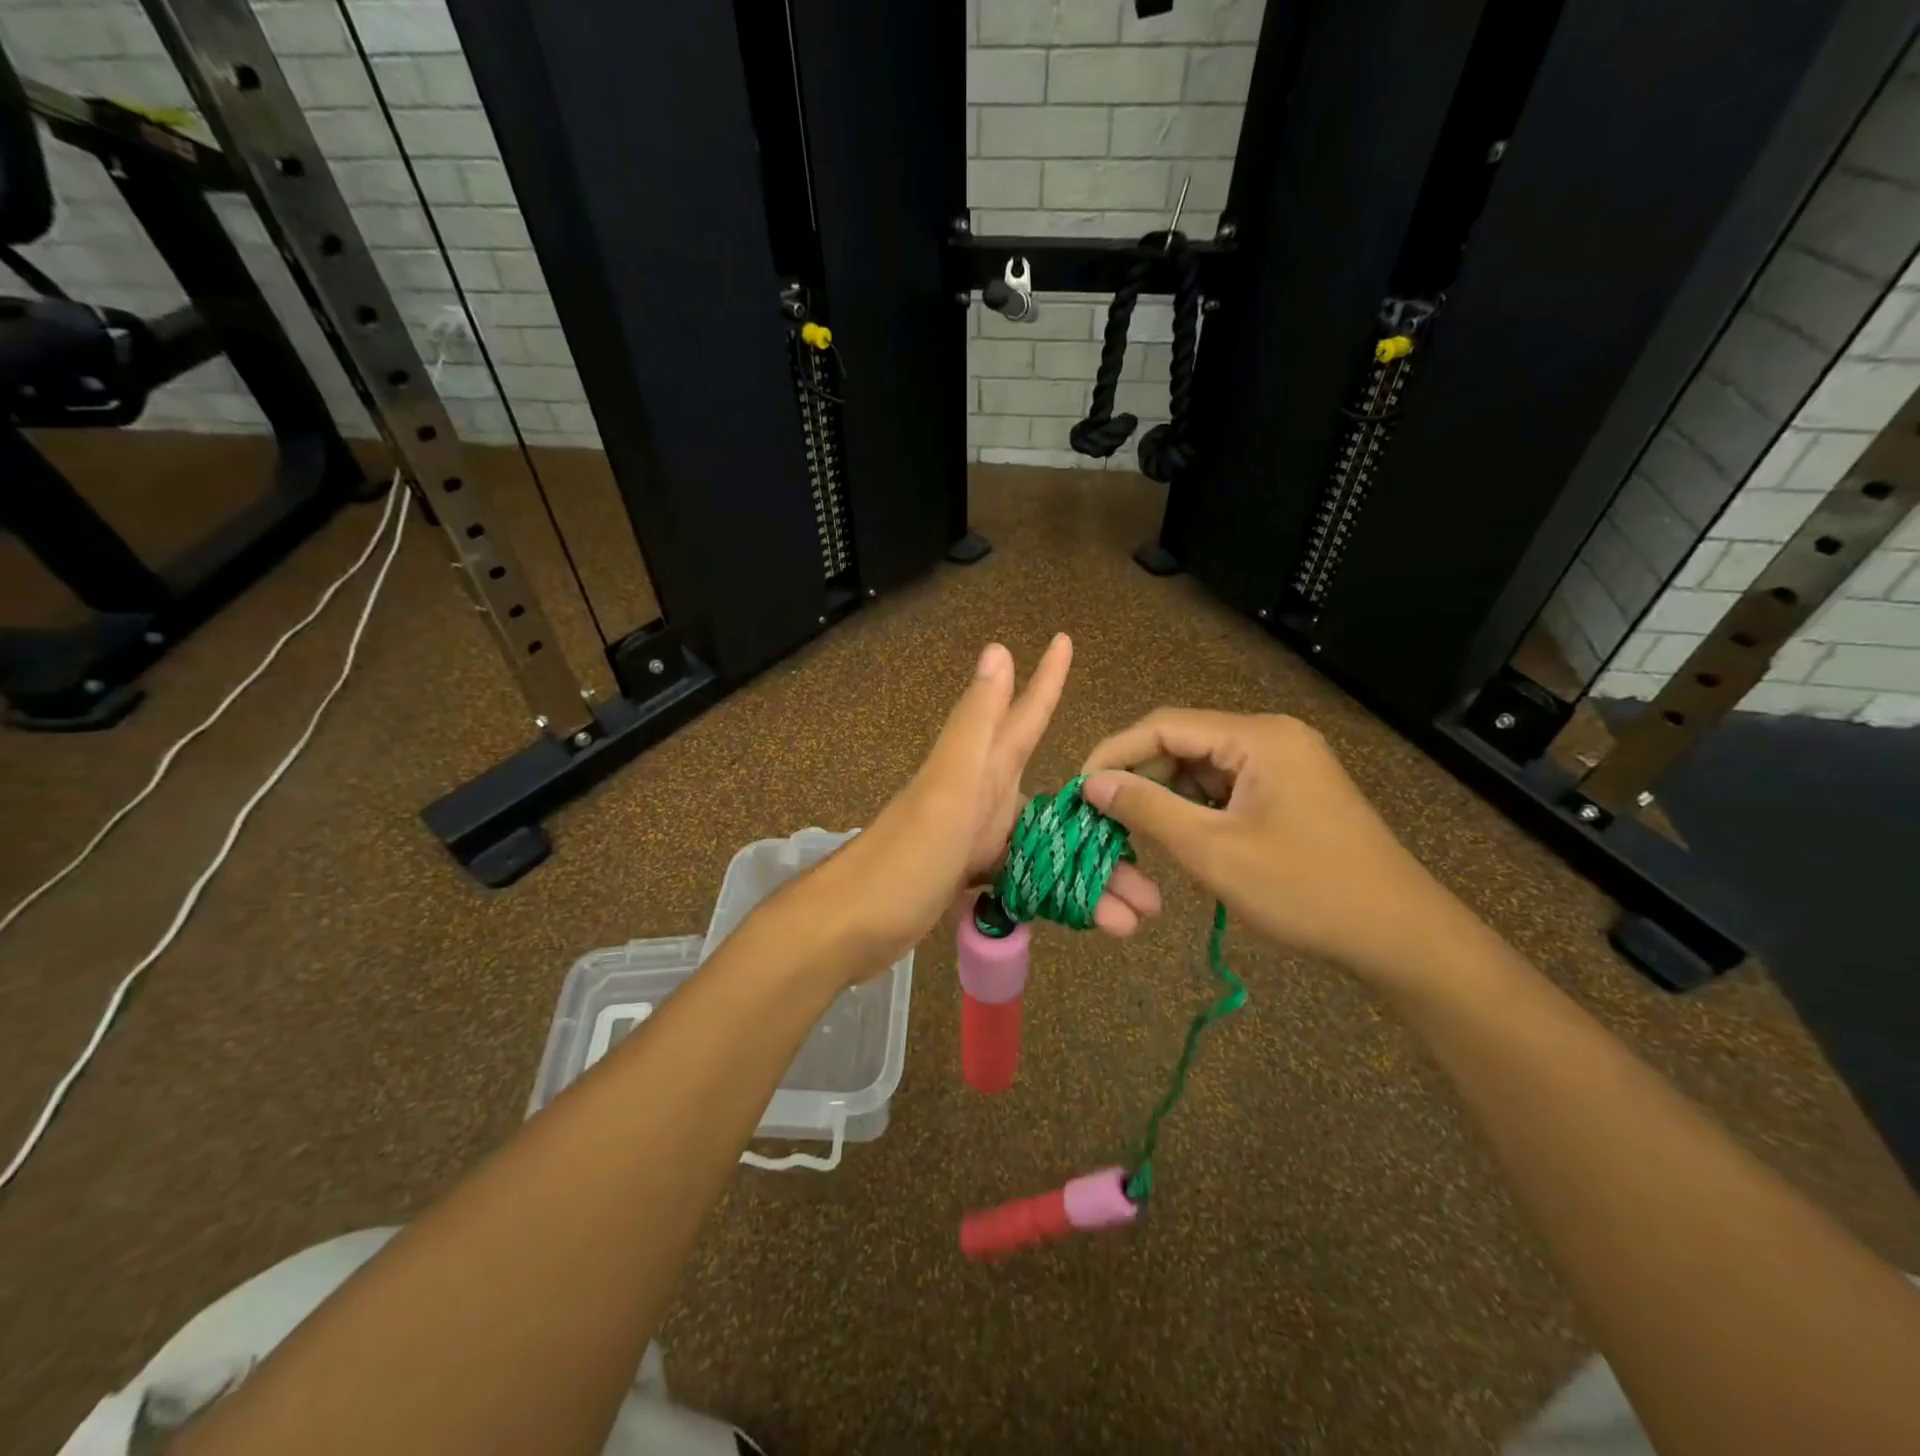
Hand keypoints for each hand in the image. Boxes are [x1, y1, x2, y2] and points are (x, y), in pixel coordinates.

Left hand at [820, 636, 1160, 976]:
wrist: (849, 926)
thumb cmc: (903, 857)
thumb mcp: (948, 788)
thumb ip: (977, 725)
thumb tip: (997, 650)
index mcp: (980, 770)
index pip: (1024, 715)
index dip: (1046, 679)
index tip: (1064, 640)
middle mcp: (981, 797)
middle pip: (1056, 803)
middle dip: (1105, 824)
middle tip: (1152, 867)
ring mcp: (974, 839)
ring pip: (1046, 849)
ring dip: (1090, 877)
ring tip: (1136, 915)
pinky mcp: (966, 878)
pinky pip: (1025, 878)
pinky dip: (1056, 895)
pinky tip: (1090, 917)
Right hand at [1080, 710, 1464, 986]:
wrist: (1400, 936)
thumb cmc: (1305, 890)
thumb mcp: (1213, 851)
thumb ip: (1148, 809)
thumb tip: (1093, 783)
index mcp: (1257, 736)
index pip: (1164, 725)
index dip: (1114, 753)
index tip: (1079, 790)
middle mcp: (1272, 736)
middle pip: (1183, 742)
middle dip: (1139, 777)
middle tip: (1102, 817)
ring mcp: (1286, 763)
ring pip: (1202, 767)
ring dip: (1166, 796)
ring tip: (1135, 832)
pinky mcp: (1291, 791)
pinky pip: (1227, 788)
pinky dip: (1196, 809)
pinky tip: (1182, 838)